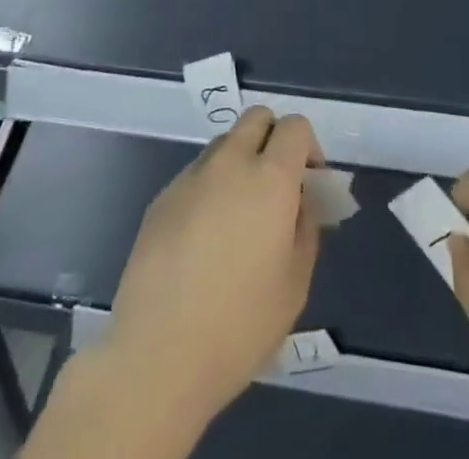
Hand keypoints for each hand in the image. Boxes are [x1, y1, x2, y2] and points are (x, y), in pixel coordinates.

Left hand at [103, 107, 322, 434]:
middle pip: (256, 118)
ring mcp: (191, 175)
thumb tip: (301, 201)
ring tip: (238, 219)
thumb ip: (306, 228)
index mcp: (270, 177)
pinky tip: (204, 241)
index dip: (308, 146)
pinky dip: (210, 189)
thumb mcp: (295, 284)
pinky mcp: (162, 195)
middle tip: (277, 188)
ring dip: (240, 163)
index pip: (295, 126)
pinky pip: (196, 175)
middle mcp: (230, 161)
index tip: (308, 183)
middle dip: (273, 139)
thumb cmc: (240, 324)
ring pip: (224, 144)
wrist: (159, 351)